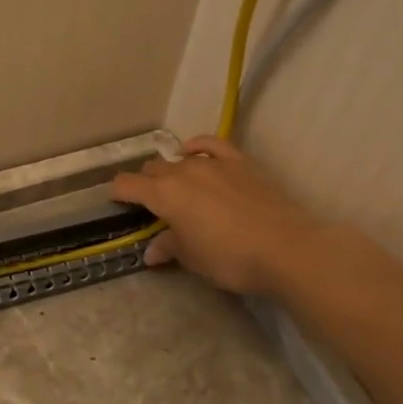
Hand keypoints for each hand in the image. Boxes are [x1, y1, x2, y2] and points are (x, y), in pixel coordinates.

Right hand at [109, 136, 324, 296]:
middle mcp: (182, 172)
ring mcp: (213, 164)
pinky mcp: (239, 163)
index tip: (116, 202)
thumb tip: (152, 251)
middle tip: (151, 206)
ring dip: (171, 171)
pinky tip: (193, 152)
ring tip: (175, 187)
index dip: (117, 193)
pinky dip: (198, 147)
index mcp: (163, 195)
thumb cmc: (229, 258)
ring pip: (179, 159)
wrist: (286, 248)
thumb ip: (169, 247)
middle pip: (152, 170)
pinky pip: (211, 145)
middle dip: (145, 184)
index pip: (127, 185)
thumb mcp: (192, 258)